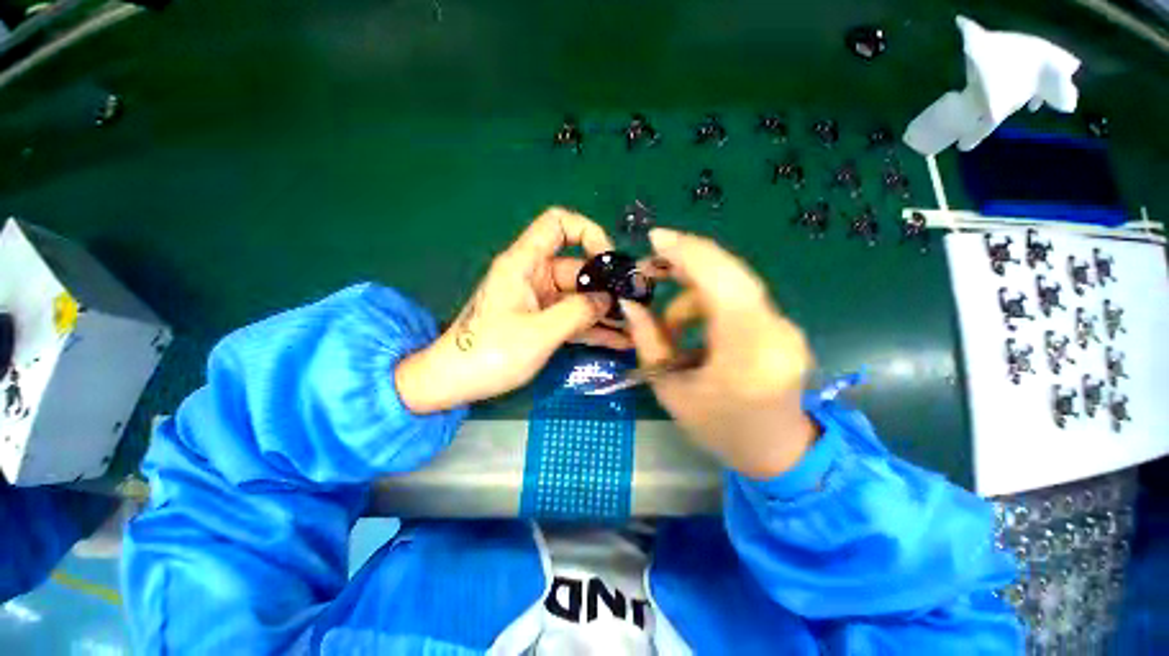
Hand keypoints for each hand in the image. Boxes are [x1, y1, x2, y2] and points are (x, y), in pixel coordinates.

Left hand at [396, 208, 631, 413]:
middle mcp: (534, 276)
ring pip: (579, 296)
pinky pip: (572, 317)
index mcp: (524, 263)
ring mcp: (539, 300)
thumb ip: (577, 313)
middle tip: (636, 306)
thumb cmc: (490, 354)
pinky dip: (592, 327)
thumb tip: (608, 300)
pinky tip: (619, 341)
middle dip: (607, 285)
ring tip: (635, 326)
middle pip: (578, 267)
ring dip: (604, 311)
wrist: (453, 383)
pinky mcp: (541, 321)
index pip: (558, 224)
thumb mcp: (538, 333)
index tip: (609, 261)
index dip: (587, 233)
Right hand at [621, 228, 817, 479]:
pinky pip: (741, 298)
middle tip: (653, 266)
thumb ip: (648, 340)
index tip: (656, 238)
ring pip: (734, 284)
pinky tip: (695, 329)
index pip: (722, 285)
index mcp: (748, 354)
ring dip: (694, 293)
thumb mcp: (671, 389)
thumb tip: (629, 302)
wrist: (776, 452)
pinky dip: (710, 303)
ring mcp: (786, 326)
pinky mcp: (783, 325)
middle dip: (688, 260)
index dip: (688, 253)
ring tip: (671, 325)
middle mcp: (776, 332)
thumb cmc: (718, 429)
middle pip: (732, 274)